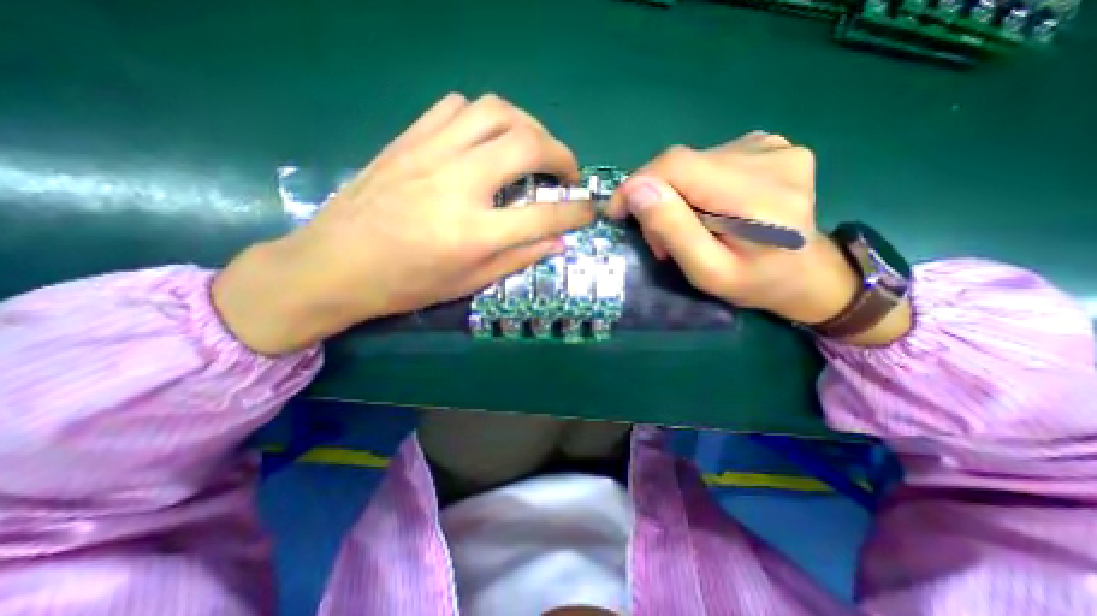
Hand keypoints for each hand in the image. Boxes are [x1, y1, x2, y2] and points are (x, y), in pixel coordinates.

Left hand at [212, 95, 590, 354]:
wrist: (334, 265)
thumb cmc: (405, 284)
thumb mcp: (468, 283)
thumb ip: (517, 259)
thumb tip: (558, 242)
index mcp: (474, 233)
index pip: (544, 215)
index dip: (576, 212)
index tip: (589, 210)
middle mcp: (458, 184)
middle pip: (527, 145)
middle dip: (562, 155)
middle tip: (567, 173)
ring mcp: (430, 154)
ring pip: (496, 112)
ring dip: (528, 126)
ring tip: (534, 149)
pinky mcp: (408, 139)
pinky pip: (457, 108)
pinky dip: (485, 118)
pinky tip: (488, 140)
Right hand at [603, 129, 860, 327]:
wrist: (806, 273)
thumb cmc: (755, 283)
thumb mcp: (708, 272)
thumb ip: (674, 231)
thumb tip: (637, 189)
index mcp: (760, 197)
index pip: (677, 165)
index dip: (636, 184)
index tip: (617, 213)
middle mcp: (771, 158)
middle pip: (681, 163)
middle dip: (655, 198)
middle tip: (658, 238)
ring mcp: (775, 146)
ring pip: (692, 161)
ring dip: (674, 194)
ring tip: (686, 228)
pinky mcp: (769, 145)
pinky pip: (709, 159)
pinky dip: (693, 185)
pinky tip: (706, 209)